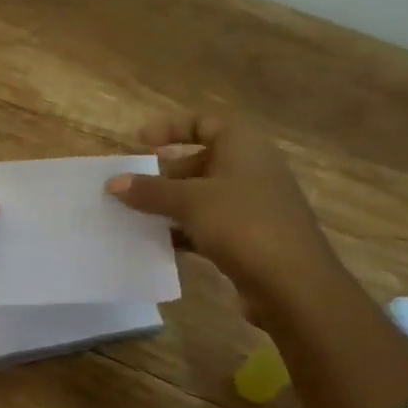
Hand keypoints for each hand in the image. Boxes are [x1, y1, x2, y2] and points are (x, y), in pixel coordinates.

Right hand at [104, 111, 337, 316]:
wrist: (294, 286)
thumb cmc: (243, 225)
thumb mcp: (190, 202)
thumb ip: (150, 190)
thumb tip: (113, 182)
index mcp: (244, 147)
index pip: (204, 122)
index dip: (170, 127)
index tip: (139, 142)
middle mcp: (251, 170)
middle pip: (201, 161)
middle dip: (164, 173)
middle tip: (132, 186)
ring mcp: (253, 206)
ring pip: (203, 196)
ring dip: (170, 204)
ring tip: (135, 215)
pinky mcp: (250, 238)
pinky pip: (209, 225)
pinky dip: (184, 230)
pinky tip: (158, 242)